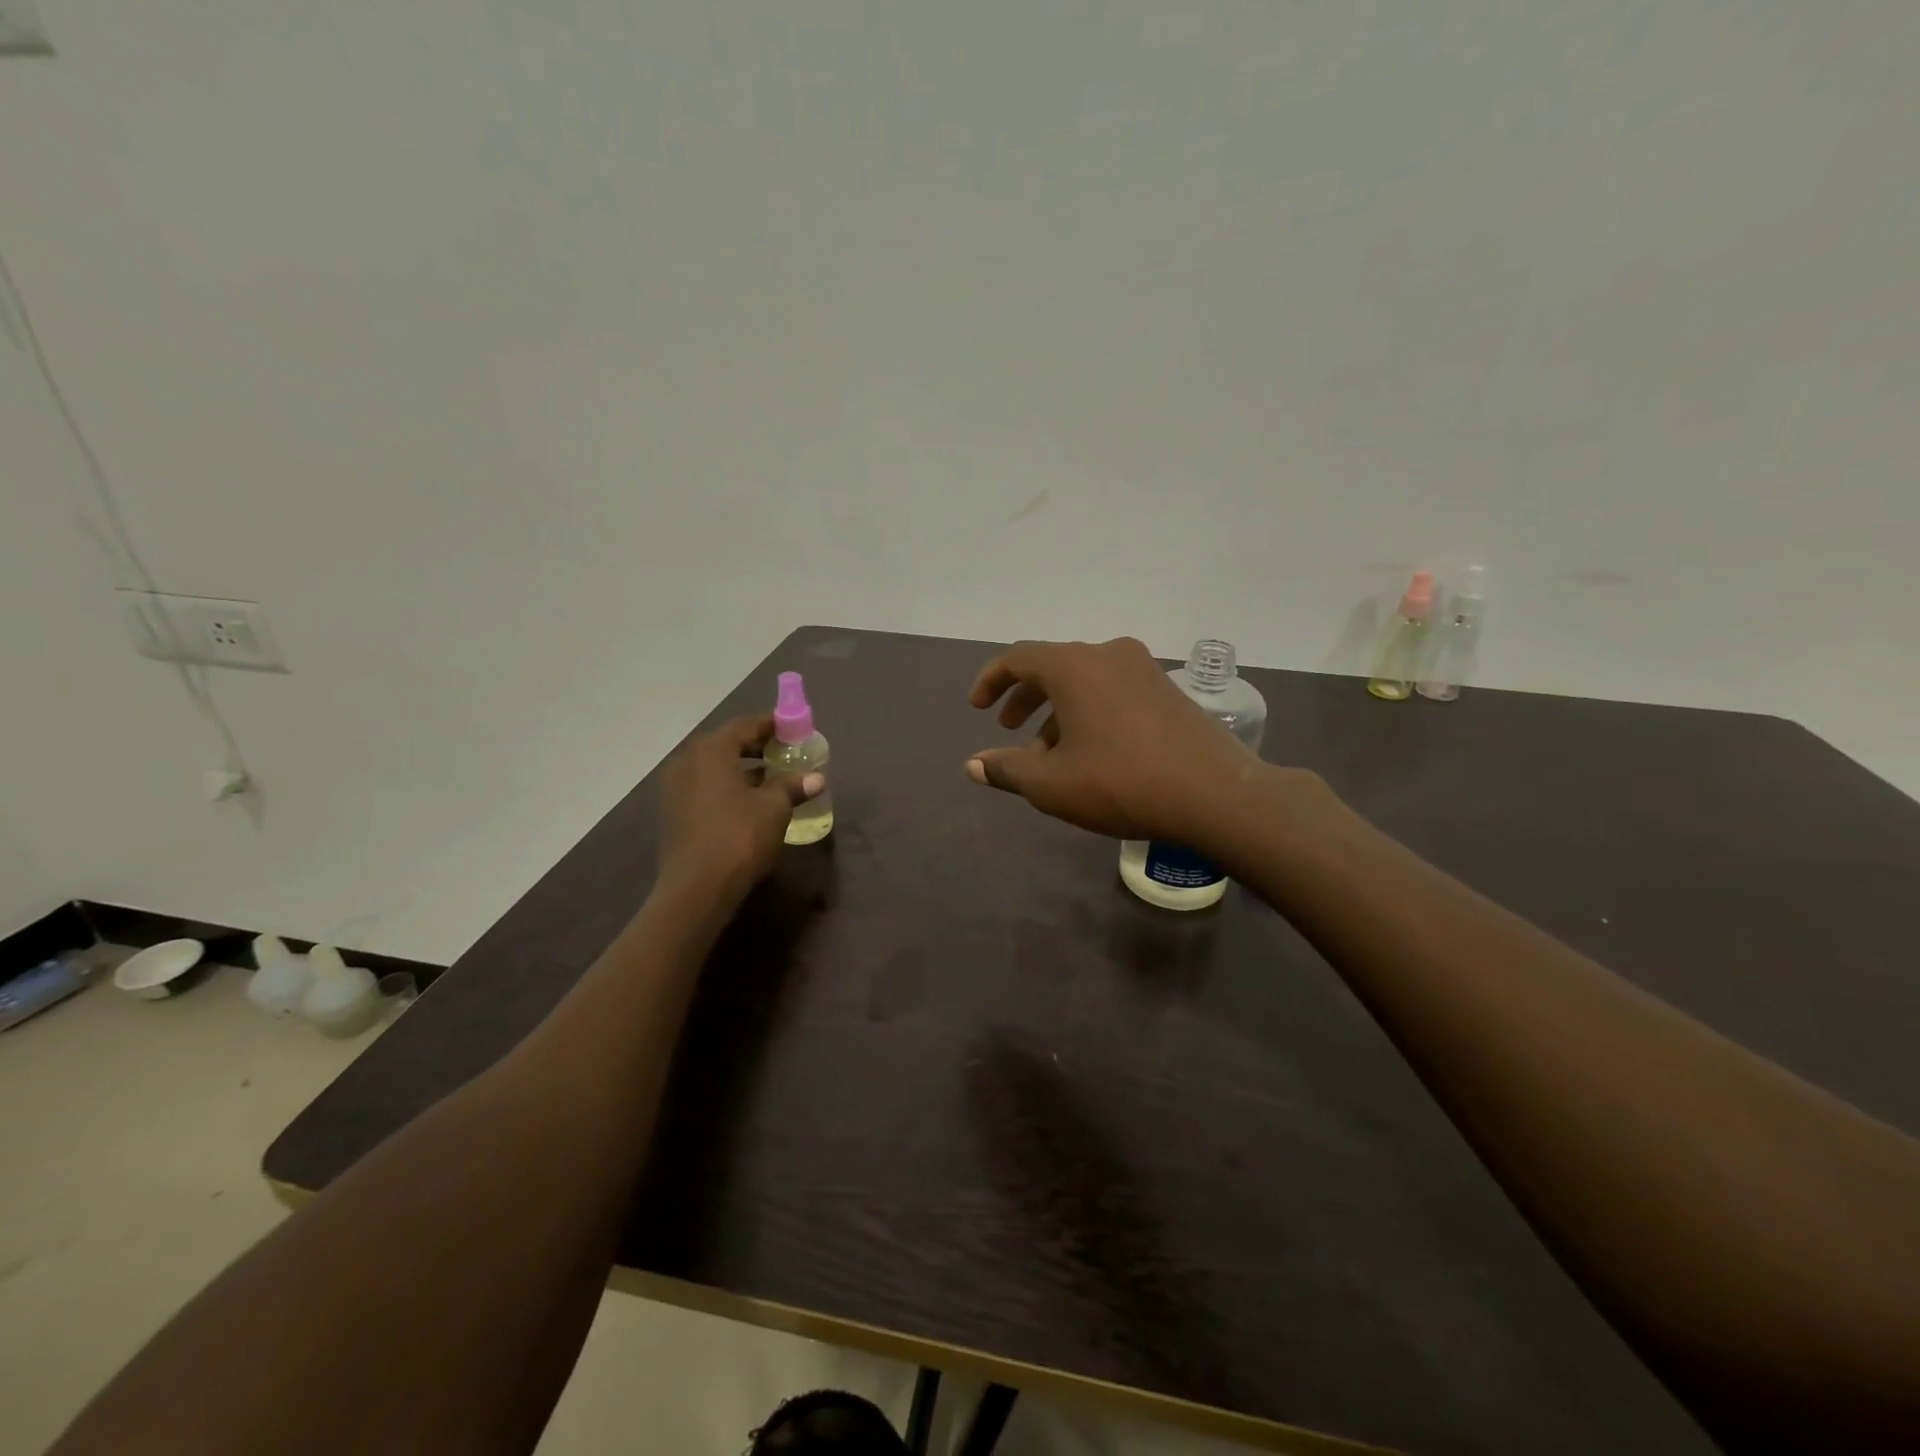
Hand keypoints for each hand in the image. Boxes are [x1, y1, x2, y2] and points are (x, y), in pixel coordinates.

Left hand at [657, 715, 823, 895]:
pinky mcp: (673, 814)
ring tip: (772, 779)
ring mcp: (674, 789)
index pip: (745, 726)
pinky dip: (727, 787)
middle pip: (726, 745)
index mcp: (710, 751)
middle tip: (785, 753)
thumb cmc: (739, 836)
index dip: (771, 725)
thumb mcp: (774, 808)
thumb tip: (816, 778)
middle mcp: (686, 762)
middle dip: (757, 747)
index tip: (793, 729)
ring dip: (742, 769)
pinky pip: (704, 788)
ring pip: (714, 768)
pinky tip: (749, 802)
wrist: (696, 889)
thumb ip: (792, 786)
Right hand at [966, 637, 1280, 845]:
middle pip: (1053, 666)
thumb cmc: (1121, 784)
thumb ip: (1007, 769)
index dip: (990, 680)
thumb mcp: (1052, 784)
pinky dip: (1090, 711)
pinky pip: (1113, 690)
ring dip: (1058, 710)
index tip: (977, 708)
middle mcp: (1108, 654)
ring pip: (1085, 681)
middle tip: (1009, 727)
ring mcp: (1144, 669)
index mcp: (1074, 666)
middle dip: (1025, 697)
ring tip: (1049, 753)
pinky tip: (1092, 751)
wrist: (1216, 795)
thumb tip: (973, 765)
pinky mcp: (1168, 689)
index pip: (1018, 657)